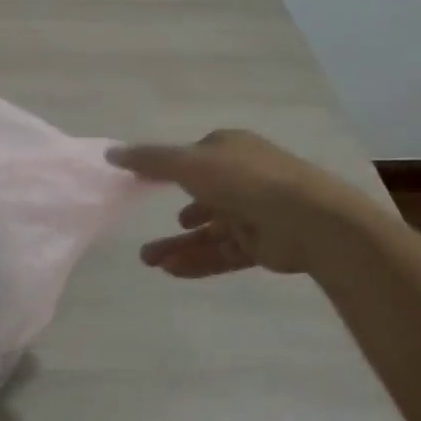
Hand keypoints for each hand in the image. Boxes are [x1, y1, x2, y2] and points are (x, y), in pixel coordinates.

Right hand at [108, 129, 371, 277]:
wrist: (310, 221)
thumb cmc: (244, 180)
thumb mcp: (188, 163)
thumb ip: (149, 160)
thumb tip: (110, 152)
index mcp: (229, 150)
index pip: (192, 158)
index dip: (167, 170)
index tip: (141, 184)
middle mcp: (242, 178)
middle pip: (198, 199)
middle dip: (169, 220)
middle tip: (142, 234)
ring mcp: (253, 212)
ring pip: (207, 231)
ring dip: (178, 244)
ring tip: (149, 261)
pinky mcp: (262, 245)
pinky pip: (222, 252)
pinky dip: (198, 260)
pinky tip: (172, 271)